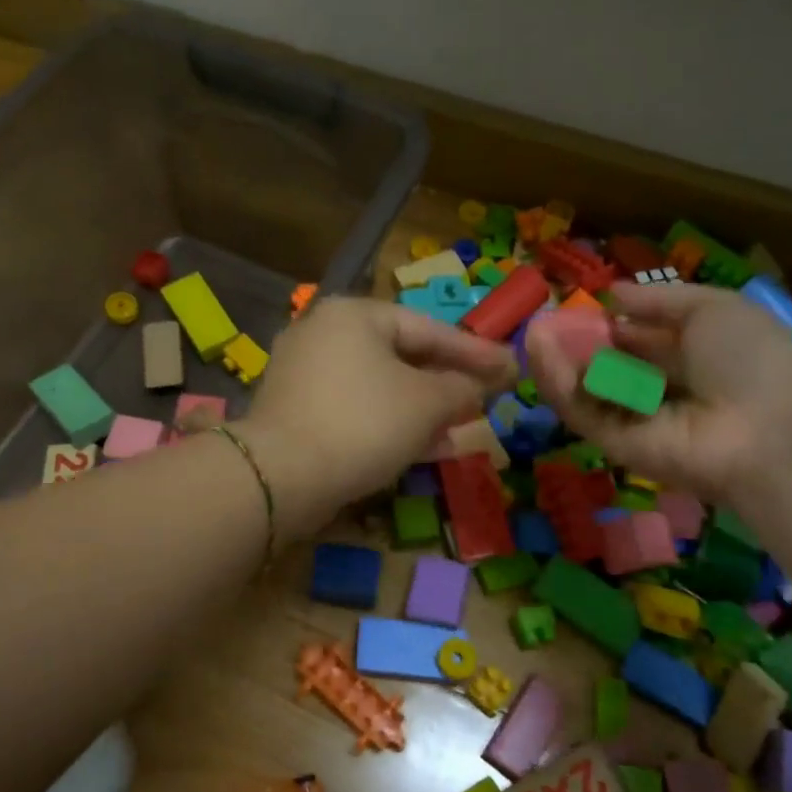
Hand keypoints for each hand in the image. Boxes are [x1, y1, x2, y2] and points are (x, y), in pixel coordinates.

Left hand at [241, 298, 516, 535]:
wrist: (280, 476)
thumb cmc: (363, 423)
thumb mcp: (427, 403)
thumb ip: (462, 388)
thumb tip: (479, 387)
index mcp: (354, 315)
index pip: (430, 328)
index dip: (476, 352)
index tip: (511, 369)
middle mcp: (324, 334)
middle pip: (403, 356)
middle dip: (448, 384)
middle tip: (486, 400)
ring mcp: (304, 374)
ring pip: (380, 388)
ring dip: (423, 411)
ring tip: (462, 432)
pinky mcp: (296, 413)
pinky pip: (356, 410)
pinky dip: (391, 425)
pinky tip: (423, 450)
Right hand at [526, 281, 791, 506]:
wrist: (769, 428)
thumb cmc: (750, 359)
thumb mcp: (712, 309)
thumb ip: (657, 300)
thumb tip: (610, 293)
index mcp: (681, 356)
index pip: (630, 339)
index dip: (601, 322)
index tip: (570, 304)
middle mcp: (653, 388)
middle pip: (601, 365)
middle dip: (570, 342)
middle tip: (540, 320)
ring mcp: (632, 418)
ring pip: (583, 388)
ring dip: (555, 361)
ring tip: (532, 332)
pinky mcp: (613, 444)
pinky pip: (580, 410)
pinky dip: (558, 383)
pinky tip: (541, 352)